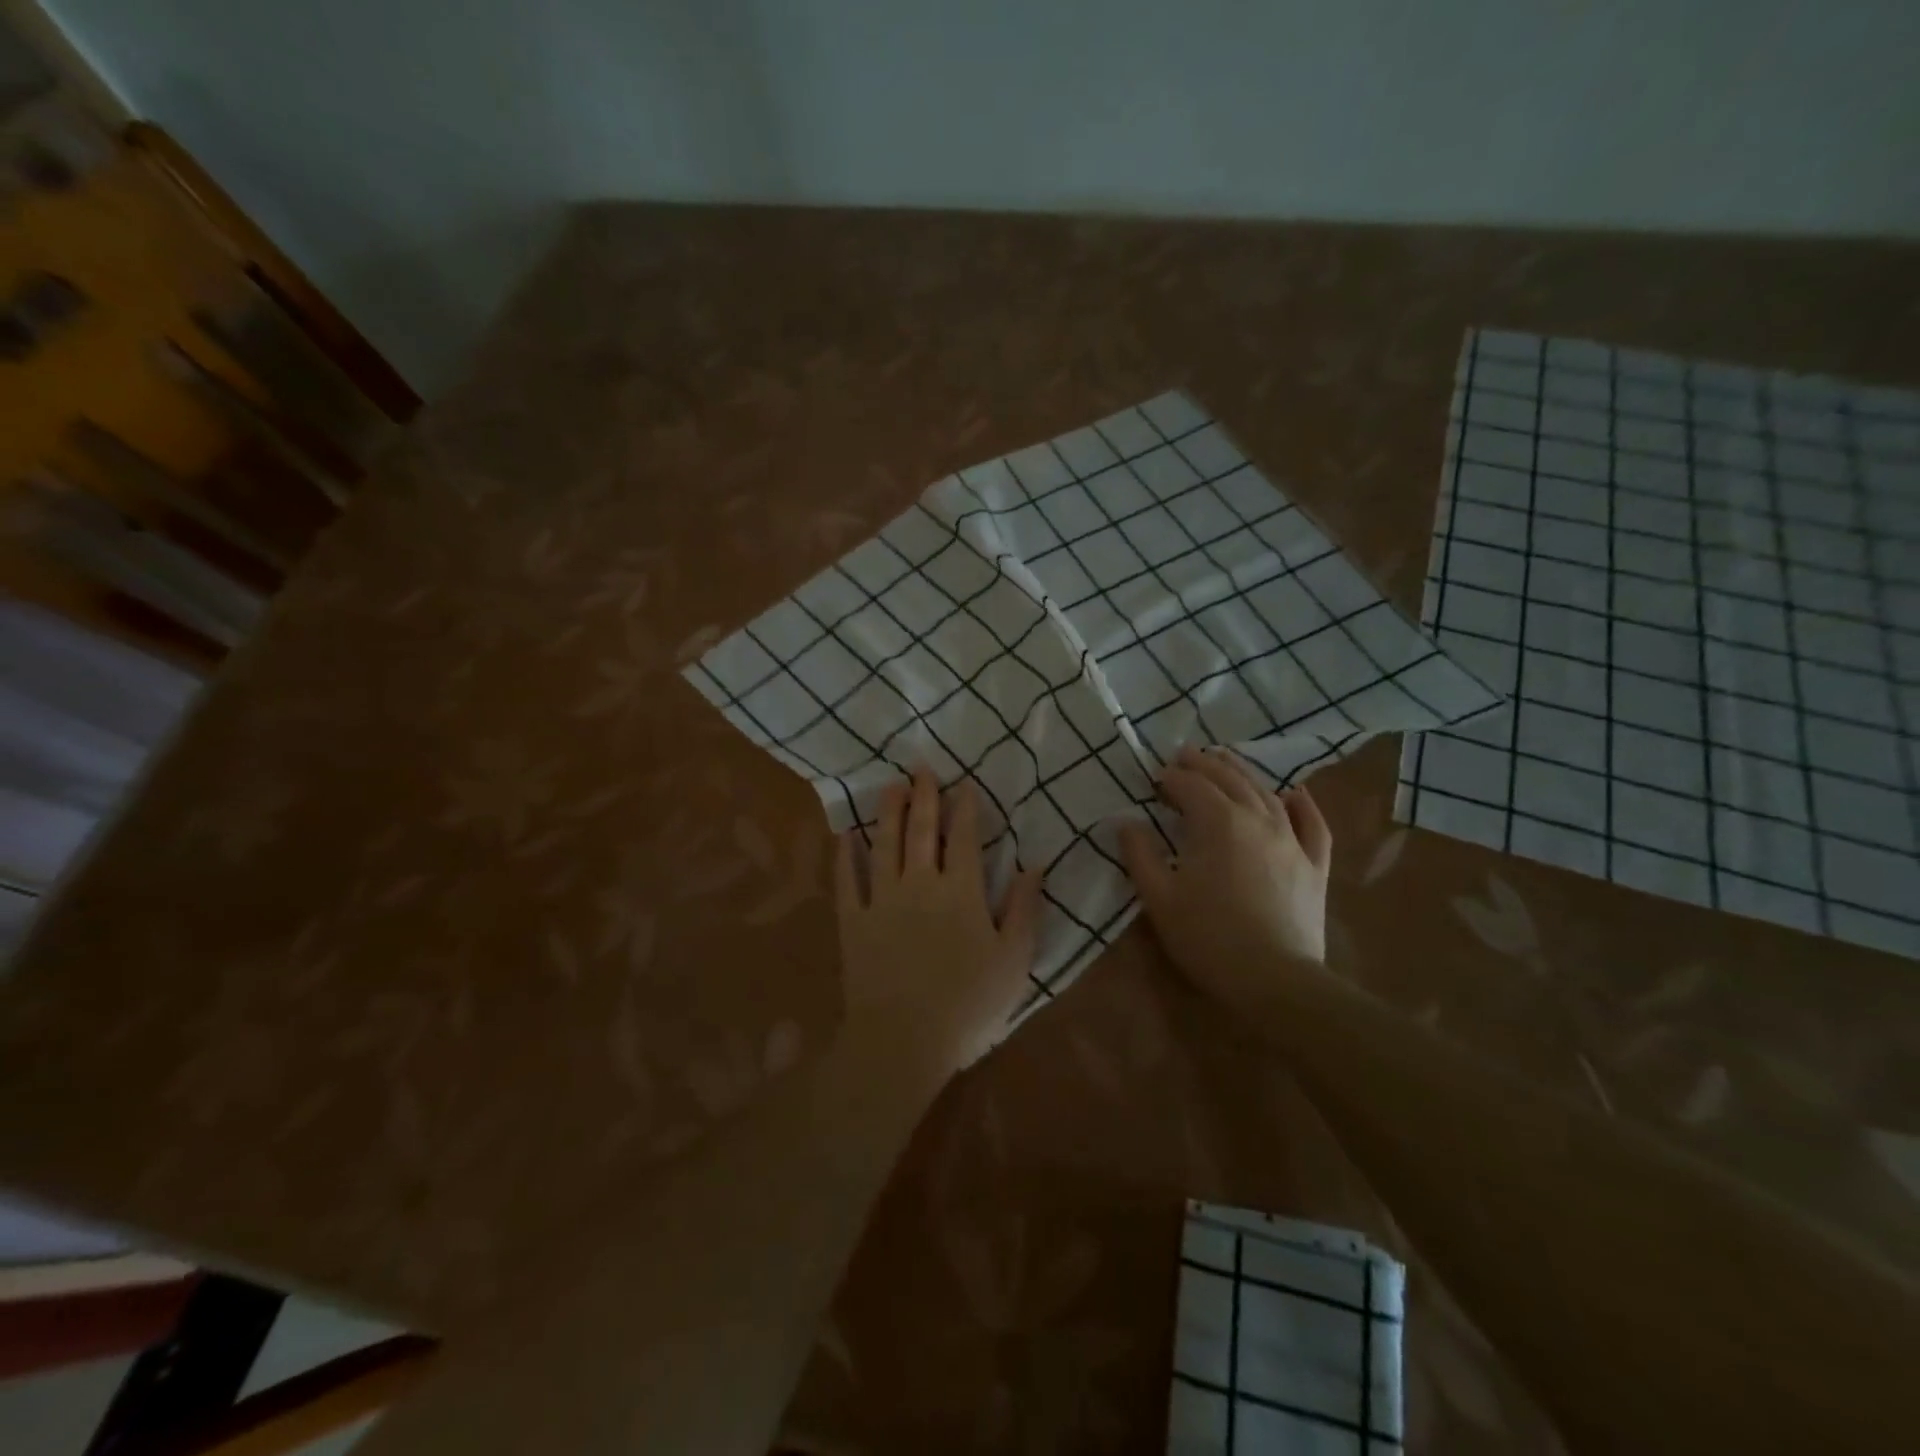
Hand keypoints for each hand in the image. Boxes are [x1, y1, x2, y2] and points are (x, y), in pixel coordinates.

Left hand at [835, 767, 1044, 1077]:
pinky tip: (847, 834)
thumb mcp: (1013, 960)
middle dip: (924, 796)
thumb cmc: (968, 1005)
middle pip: (922, 830)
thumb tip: (1036, 864)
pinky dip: (846, 854)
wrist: (904, 1039)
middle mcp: (920, 883)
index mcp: (962, 891)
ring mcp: (882, 899)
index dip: (965, 807)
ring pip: (885, 844)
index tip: (963, 784)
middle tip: (921, 768)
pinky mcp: (853, 920)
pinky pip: (848, 878)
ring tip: (890, 786)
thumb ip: (1024, 908)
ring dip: (888, 812)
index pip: (965, 838)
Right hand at [1119, 745, 1331, 1015]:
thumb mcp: (1158, 898)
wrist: (1275, 981)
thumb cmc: (1208, 938)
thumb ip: (1139, 854)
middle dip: (1204, 764)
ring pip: (1266, 792)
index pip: (1191, 785)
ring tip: (1225, 761)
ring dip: (1242, 772)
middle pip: (1229, 778)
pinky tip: (1294, 794)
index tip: (1154, 779)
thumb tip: (1125, 822)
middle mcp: (1258, 819)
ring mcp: (1291, 840)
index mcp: (1218, 822)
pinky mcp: (1314, 864)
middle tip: (1184, 755)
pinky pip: (1312, 824)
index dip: (1171, 777)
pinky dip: (1302, 804)